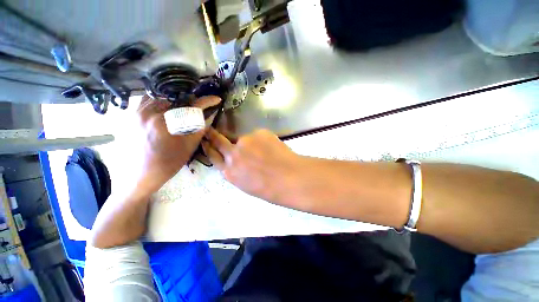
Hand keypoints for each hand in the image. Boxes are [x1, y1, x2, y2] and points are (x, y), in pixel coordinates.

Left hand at [136, 95, 220, 193]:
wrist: (143, 173)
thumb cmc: (170, 162)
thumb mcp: (190, 146)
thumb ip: (200, 128)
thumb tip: (208, 115)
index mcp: (167, 123)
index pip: (192, 106)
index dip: (207, 101)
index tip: (216, 99)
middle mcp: (151, 112)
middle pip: (177, 97)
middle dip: (192, 99)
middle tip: (199, 104)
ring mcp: (138, 112)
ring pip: (162, 95)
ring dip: (176, 98)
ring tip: (184, 105)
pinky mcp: (133, 114)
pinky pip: (148, 99)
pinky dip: (161, 99)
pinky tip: (168, 107)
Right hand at [202, 128, 308, 206]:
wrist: (290, 178)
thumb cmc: (271, 188)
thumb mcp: (247, 184)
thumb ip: (237, 170)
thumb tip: (236, 159)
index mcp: (230, 172)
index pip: (213, 156)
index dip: (209, 147)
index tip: (206, 141)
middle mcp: (233, 154)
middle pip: (219, 141)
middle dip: (213, 135)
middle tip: (210, 129)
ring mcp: (246, 141)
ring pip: (244, 139)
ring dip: (251, 143)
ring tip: (266, 151)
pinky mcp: (259, 132)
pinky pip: (258, 135)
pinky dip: (263, 140)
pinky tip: (273, 148)